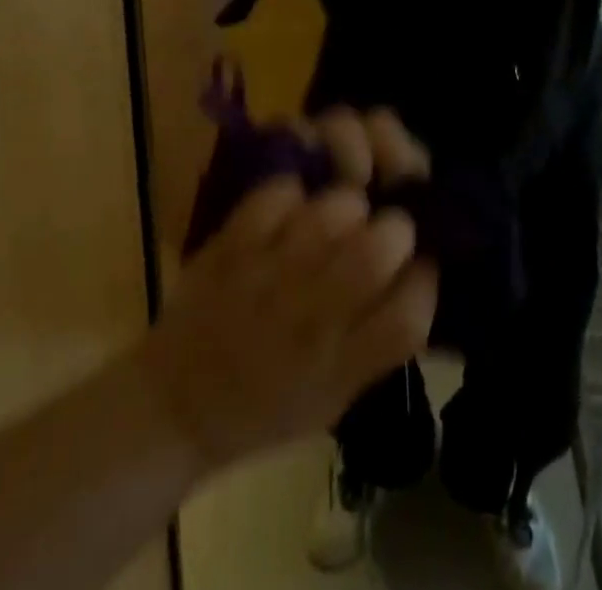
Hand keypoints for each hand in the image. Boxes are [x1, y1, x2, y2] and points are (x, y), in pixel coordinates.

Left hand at [134, 108, 436, 472]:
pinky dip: (293, 193)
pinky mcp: (233, 244)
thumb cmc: (265, 408)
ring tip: (344, 212)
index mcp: (338, 368)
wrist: (178, 405)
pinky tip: (295, 208)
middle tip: (386, 227)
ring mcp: (267, 276)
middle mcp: (308, 321)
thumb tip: (419, 277)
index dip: (424, 281)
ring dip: (347, 204)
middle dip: (394, 228)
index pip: (408, 317)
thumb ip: (378, 342)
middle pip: (374, 251)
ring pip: (330, 212)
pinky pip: (278, 195)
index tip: (422, 265)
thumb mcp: (334, 399)